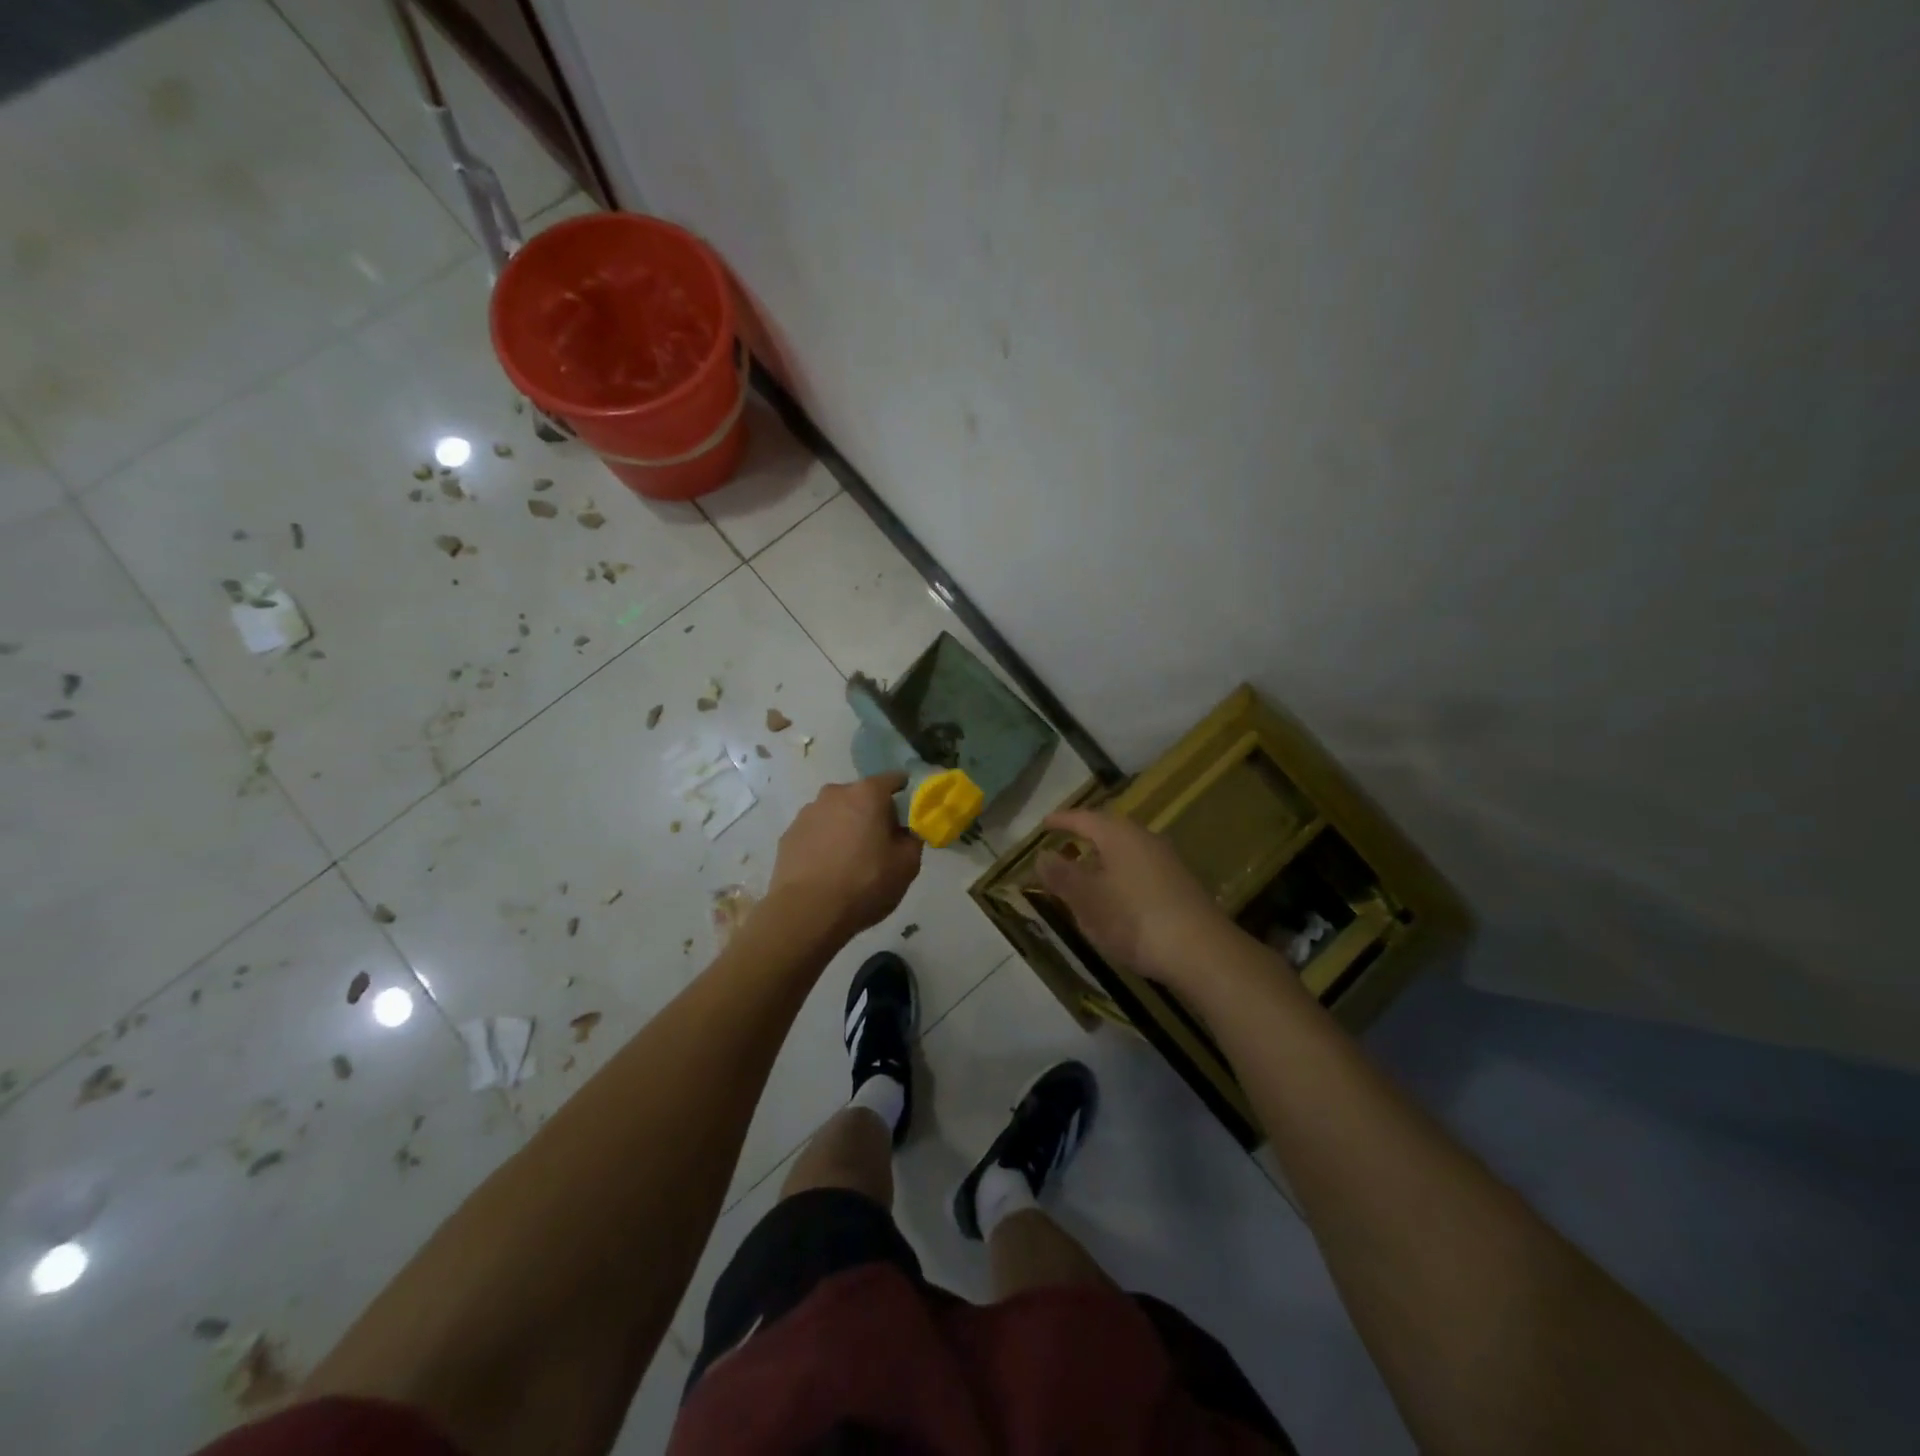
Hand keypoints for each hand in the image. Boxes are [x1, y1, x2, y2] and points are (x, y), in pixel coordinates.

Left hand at [769, 773, 923, 934]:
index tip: (909, 812)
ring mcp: (807, 813)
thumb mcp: (907, 865)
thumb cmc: (864, 883)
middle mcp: (835, 793)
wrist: (807, 912)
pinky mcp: (788, 835)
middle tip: (880, 843)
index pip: (893, 779)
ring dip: (845, 827)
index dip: (904, 793)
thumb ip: (912, 839)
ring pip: (836, 813)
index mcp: (867, 794)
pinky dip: (824, 842)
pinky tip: (827, 869)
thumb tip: (906, 832)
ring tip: (850, 860)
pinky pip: (816, 832)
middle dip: (872, 813)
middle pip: (862, 796)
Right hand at [1037, 809, 1234, 989]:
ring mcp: (1167, 862)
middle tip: (1063, 846)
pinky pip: (1139, 870)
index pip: (1084, 818)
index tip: (1044, 823)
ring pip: (1126, 852)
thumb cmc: (1135, 919)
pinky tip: (1115, 899)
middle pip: (1108, 831)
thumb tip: (1041, 855)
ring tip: (1084, 875)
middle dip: (1084, 838)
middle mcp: (1145, 839)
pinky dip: (1119, 877)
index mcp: (1119, 835)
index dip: (1062, 820)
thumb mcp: (1087, 899)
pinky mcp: (1179, 885)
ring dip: (1102, 860)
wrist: (1202, 952)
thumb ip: (1062, 875)